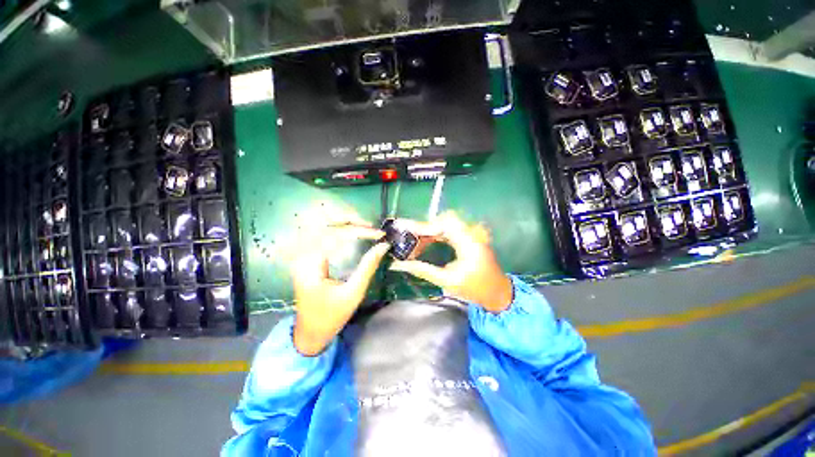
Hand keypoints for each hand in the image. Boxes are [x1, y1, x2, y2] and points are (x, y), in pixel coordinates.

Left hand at [291, 222, 389, 355]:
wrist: (309, 332)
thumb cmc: (331, 316)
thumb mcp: (353, 293)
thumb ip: (368, 267)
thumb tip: (383, 246)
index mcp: (310, 265)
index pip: (335, 235)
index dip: (359, 231)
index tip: (379, 234)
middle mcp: (302, 255)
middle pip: (324, 223)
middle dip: (349, 220)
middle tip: (370, 225)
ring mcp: (302, 255)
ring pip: (321, 226)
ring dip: (342, 222)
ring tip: (363, 225)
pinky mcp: (306, 256)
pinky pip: (321, 234)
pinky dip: (337, 229)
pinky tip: (350, 231)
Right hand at [389, 212, 512, 312]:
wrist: (498, 292)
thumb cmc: (475, 289)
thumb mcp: (447, 281)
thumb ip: (423, 270)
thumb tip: (399, 264)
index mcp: (469, 242)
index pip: (443, 224)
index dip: (422, 226)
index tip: (404, 229)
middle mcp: (472, 232)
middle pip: (443, 220)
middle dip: (423, 227)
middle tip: (406, 236)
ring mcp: (472, 232)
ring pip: (444, 223)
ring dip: (428, 231)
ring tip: (412, 242)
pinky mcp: (469, 236)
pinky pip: (449, 229)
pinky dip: (435, 234)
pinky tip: (424, 242)